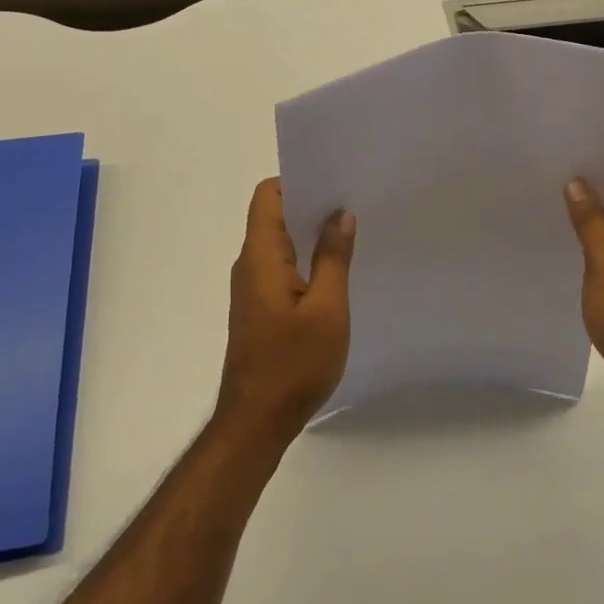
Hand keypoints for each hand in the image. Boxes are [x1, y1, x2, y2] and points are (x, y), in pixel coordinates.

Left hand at [217, 178, 354, 444]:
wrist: (257, 422)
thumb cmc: (293, 363)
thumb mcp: (327, 308)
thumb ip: (333, 257)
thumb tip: (340, 215)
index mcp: (261, 256)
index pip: (268, 196)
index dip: (297, 181)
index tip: (333, 181)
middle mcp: (250, 265)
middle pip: (274, 216)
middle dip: (311, 204)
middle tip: (353, 203)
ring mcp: (252, 288)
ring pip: (280, 243)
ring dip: (310, 234)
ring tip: (350, 232)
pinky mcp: (259, 307)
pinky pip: (281, 267)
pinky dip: (305, 259)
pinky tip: (335, 271)